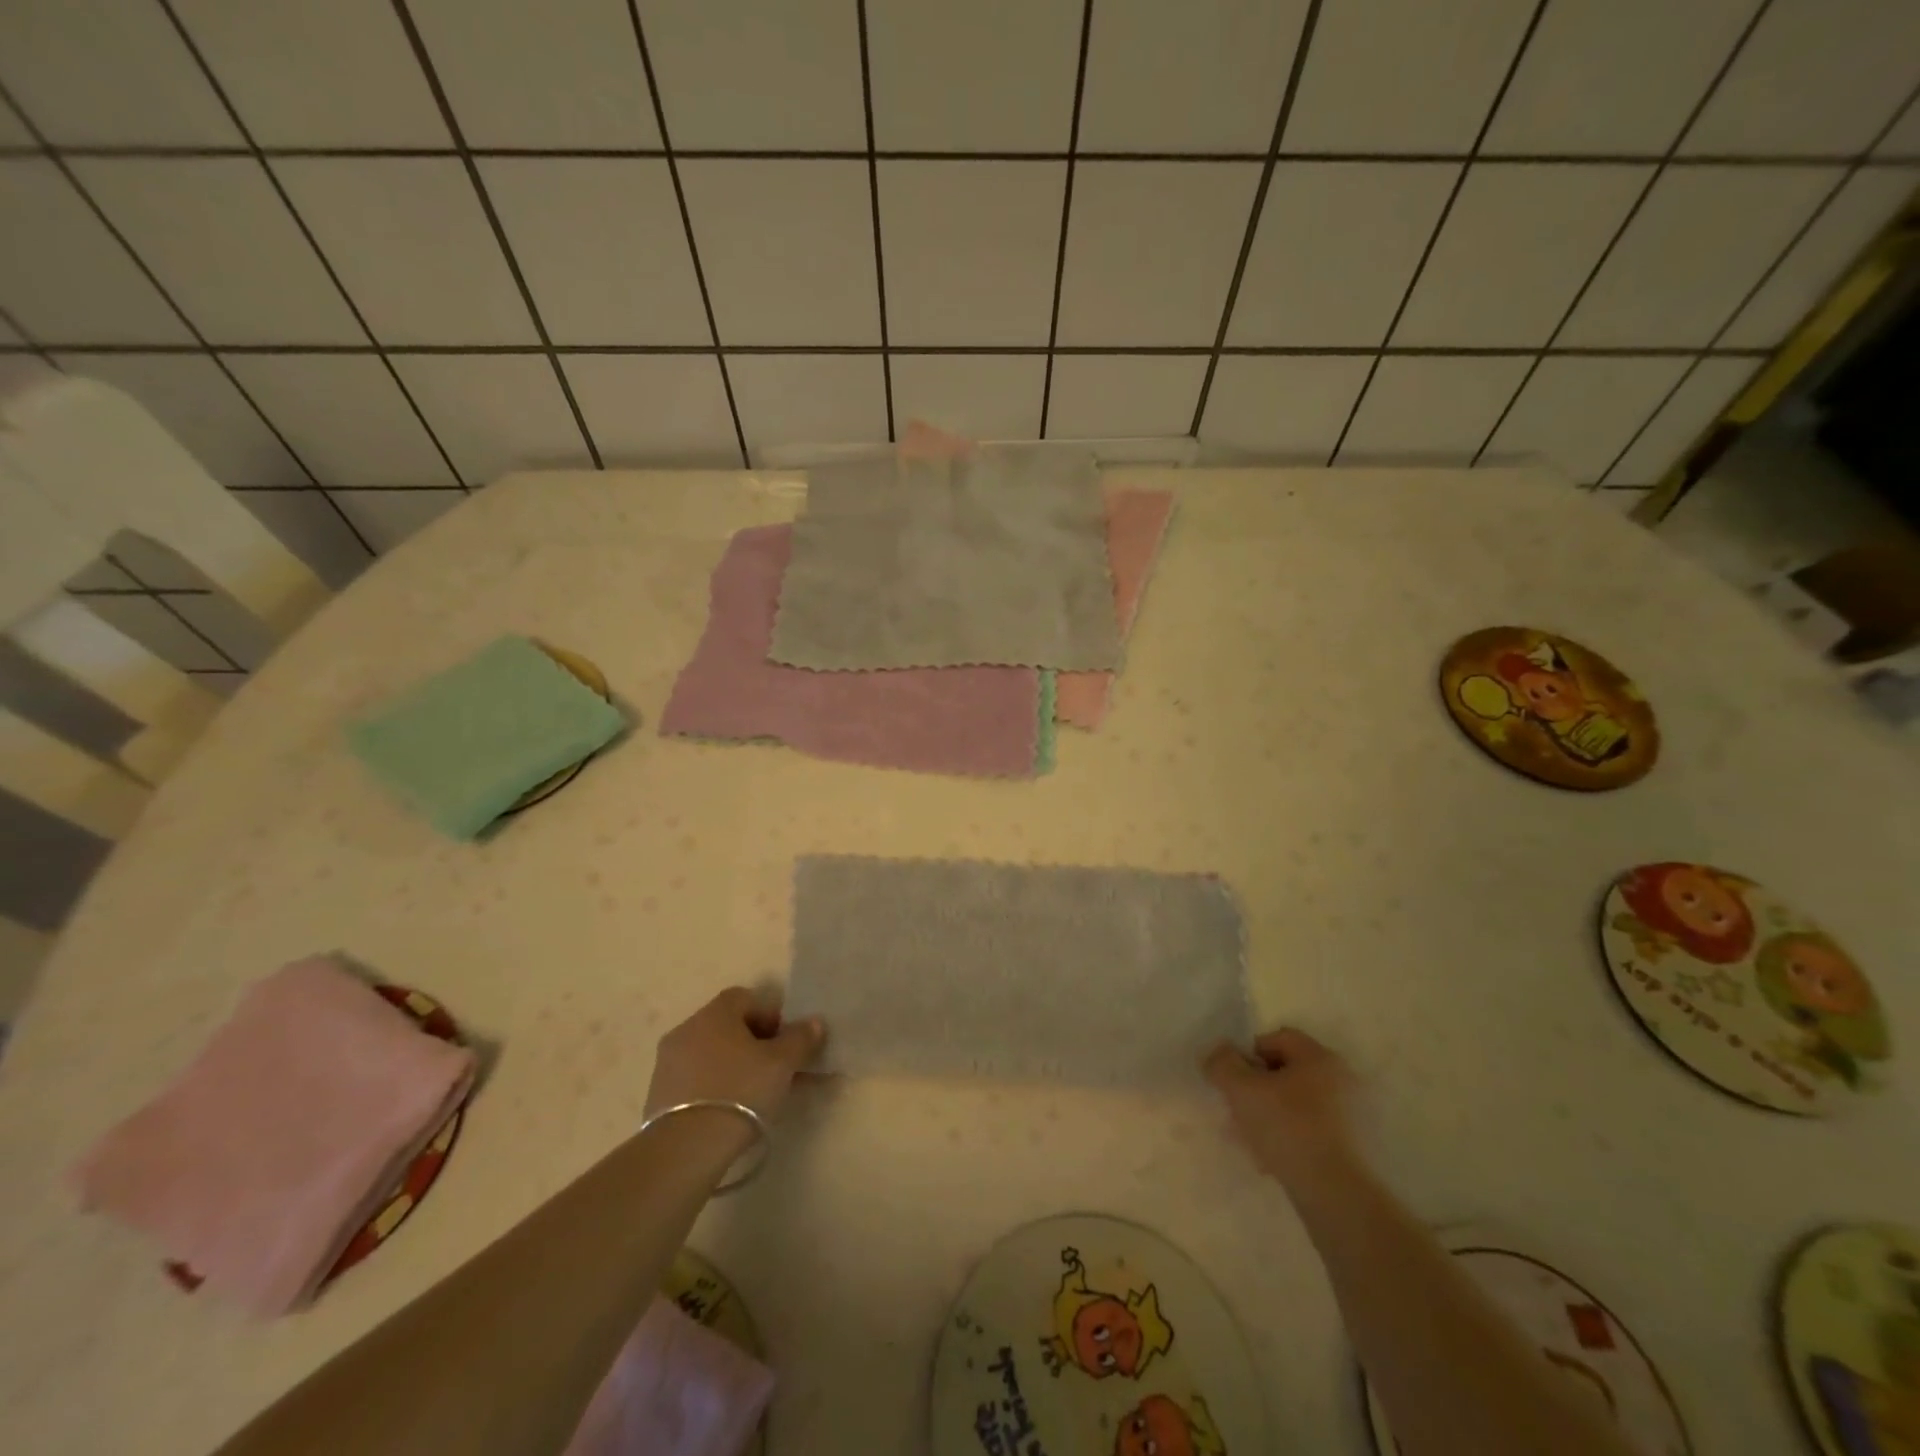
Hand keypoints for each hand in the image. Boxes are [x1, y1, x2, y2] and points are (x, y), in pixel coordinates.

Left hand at [646, 987, 825, 1121]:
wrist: (686, 1148)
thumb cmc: (740, 1091)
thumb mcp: (782, 1063)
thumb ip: (800, 1038)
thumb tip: (814, 1022)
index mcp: (714, 1014)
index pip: (746, 998)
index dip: (770, 1015)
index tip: (785, 1042)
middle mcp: (687, 1029)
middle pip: (727, 1026)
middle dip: (753, 1042)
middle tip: (775, 1068)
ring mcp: (668, 1063)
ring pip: (710, 1054)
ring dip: (733, 1065)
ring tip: (755, 1094)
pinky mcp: (657, 1095)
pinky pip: (694, 1079)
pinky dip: (713, 1086)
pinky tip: (729, 1110)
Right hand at [1204, 1028, 1360, 1191]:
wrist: (1336, 1194)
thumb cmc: (1288, 1127)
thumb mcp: (1241, 1089)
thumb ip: (1222, 1062)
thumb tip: (1218, 1054)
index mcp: (1319, 1057)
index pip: (1275, 1038)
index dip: (1247, 1054)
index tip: (1233, 1081)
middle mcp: (1340, 1080)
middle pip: (1284, 1072)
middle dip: (1255, 1088)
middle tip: (1237, 1110)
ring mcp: (1350, 1116)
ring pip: (1294, 1104)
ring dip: (1268, 1115)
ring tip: (1248, 1139)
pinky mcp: (1352, 1148)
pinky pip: (1309, 1130)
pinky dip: (1288, 1138)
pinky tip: (1270, 1160)